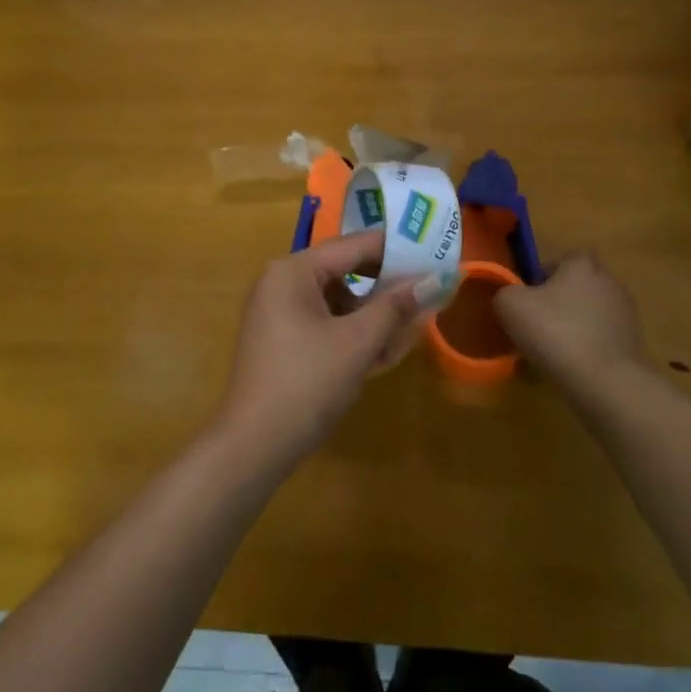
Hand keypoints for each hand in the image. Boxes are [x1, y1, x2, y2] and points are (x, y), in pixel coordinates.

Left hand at [214, 230, 427, 466]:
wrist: (253, 445)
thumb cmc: (307, 383)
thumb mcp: (358, 342)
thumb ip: (396, 306)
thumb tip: (437, 279)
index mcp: (293, 271)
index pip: (354, 246)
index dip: (396, 250)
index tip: (435, 254)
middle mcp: (281, 282)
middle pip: (346, 272)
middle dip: (387, 287)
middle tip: (430, 293)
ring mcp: (278, 312)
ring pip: (338, 301)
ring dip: (374, 315)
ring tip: (411, 329)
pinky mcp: (282, 340)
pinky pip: (325, 323)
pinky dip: (353, 333)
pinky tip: (383, 352)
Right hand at [493, 251, 650, 398]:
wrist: (605, 381)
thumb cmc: (555, 332)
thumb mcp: (511, 305)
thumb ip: (505, 291)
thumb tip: (510, 296)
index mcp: (582, 265)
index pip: (562, 260)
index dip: (542, 276)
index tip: (528, 297)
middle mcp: (609, 282)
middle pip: (577, 287)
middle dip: (558, 302)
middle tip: (536, 323)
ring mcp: (625, 314)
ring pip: (588, 315)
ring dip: (572, 327)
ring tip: (549, 352)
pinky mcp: (633, 344)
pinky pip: (600, 340)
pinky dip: (585, 349)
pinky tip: (568, 368)